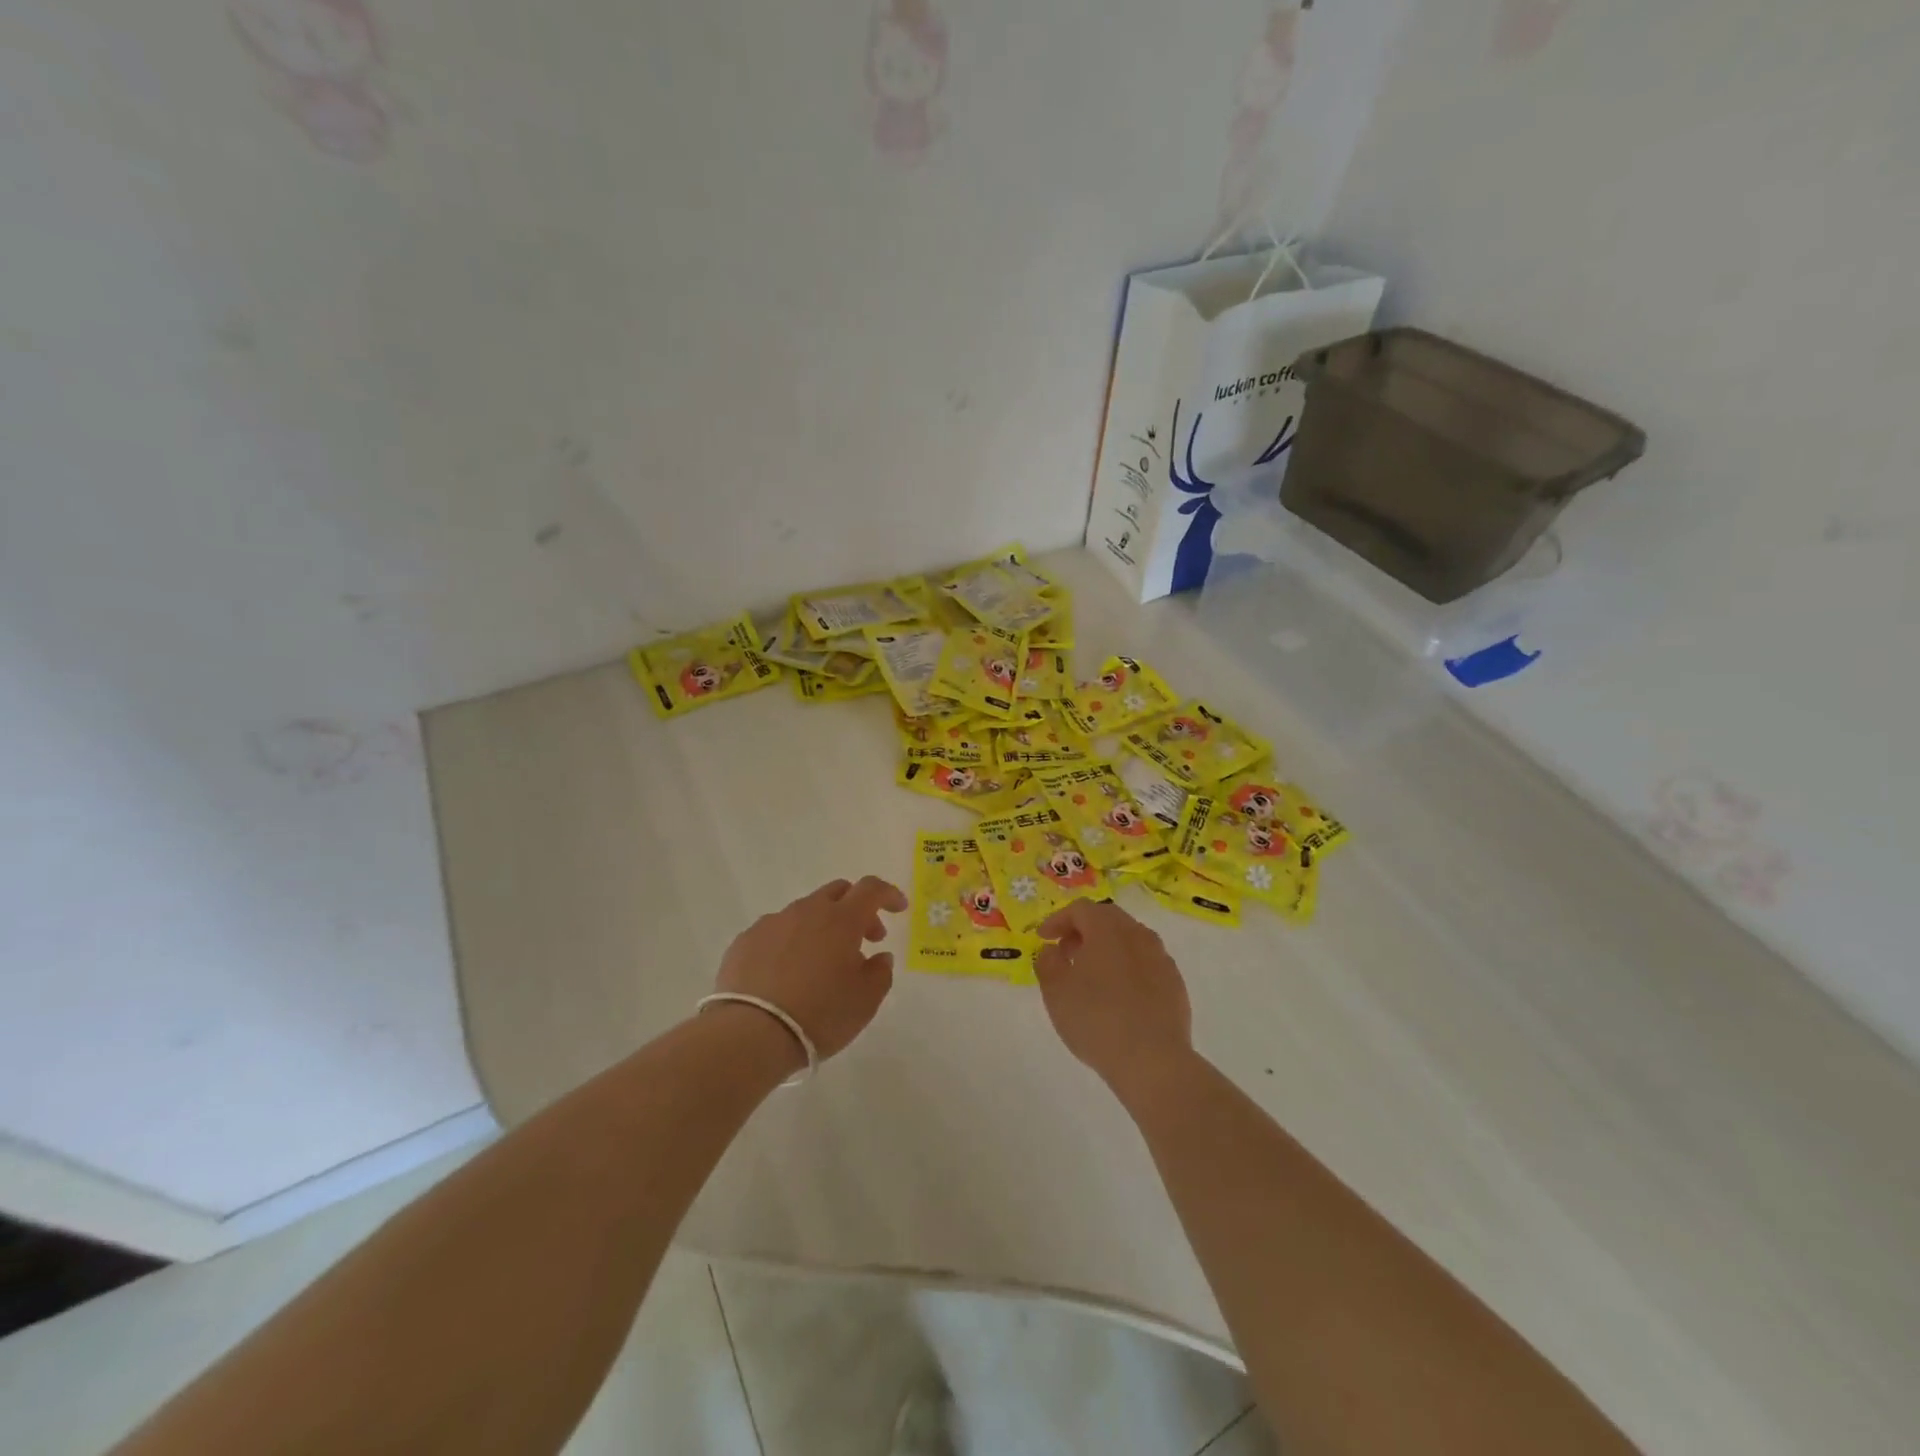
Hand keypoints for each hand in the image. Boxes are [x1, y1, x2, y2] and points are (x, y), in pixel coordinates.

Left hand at [712, 876, 907, 1061]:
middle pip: (837, 892)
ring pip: (804, 912)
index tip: (899, 909)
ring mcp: (772, 923)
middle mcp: (806, 911)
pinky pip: (776, 932)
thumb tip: (879, 956)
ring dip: (820, 928)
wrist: (750, 1034)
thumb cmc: (819, 1015)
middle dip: (856, 909)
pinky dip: (789, 943)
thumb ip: (880, 973)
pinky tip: (785, 973)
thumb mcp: (865, 1001)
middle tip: (863, 939)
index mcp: (841, 920)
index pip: (871, 889)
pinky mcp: (745, 941)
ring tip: (820, 964)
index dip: (888, 894)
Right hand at [1034, 899, 1194, 1101]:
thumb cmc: (1096, 1019)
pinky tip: (1119, 996)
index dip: (1058, 920)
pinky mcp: (1176, 984)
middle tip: (1066, 952)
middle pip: (1108, 919)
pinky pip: (1146, 964)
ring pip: (1130, 941)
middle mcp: (1138, 934)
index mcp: (1108, 929)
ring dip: (1107, 949)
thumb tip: (1052, 950)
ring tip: (1091, 976)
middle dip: (1083, 930)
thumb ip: (1048, 962)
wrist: (1153, 1060)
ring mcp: (1161, 958)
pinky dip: (1128, 968)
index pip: (1080, 909)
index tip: (1043, 938)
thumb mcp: (1056, 991)